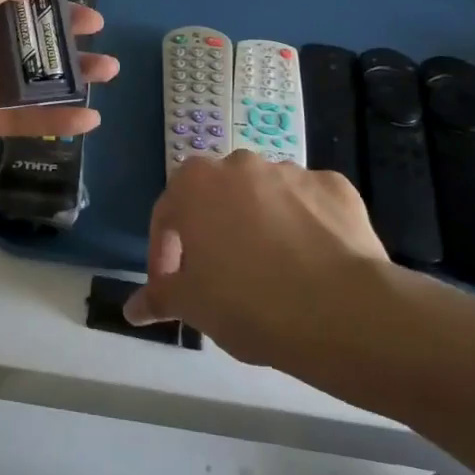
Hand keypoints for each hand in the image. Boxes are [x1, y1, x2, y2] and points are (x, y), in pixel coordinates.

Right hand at [125, 152, 390, 368]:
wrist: (341, 311)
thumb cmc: (247, 303)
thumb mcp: (191, 305)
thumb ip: (159, 297)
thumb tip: (133, 309)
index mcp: (195, 183)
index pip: (166, 215)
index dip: (164, 254)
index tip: (170, 288)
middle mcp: (240, 164)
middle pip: (217, 198)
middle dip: (214, 232)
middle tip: (220, 278)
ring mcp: (291, 171)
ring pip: (264, 198)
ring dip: (259, 226)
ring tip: (271, 273)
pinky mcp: (335, 186)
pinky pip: (309, 205)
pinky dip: (305, 226)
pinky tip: (312, 263)